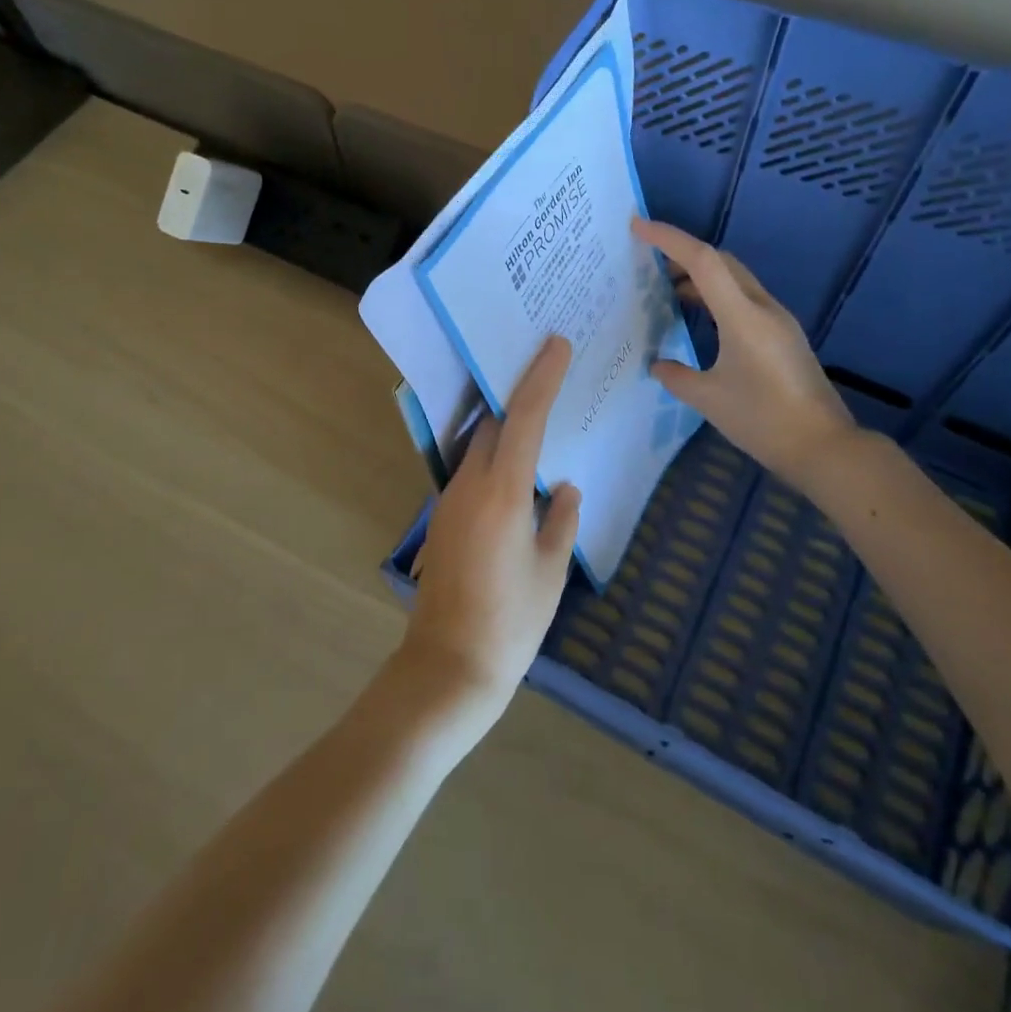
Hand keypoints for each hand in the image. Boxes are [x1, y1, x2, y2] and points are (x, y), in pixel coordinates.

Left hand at [400, 335, 581, 728]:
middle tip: (547, 369)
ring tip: (537, 409)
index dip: (541, 378)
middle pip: (493, 422)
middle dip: (518, 392)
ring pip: (478, 443)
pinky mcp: (444, 517)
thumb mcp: (550, 571)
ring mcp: (450, 500)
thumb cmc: (511, 622)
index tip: (556, 345)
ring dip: (503, 422)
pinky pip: (472, 468)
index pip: (523, 418)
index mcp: (503, 493)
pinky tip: (517, 464)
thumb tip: (566, 489)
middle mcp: (470, 485)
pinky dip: (494, 452)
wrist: (449, 666)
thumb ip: (561, 521)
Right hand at [633, 217, 856, 489]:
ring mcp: (778, 320)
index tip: (637, 227)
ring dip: (702, 277)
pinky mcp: (784, 336)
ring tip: (668, 293)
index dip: (668, 239)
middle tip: (649, 263)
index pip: (702, 261)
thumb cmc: (763, 421)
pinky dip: (718, 298)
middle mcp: (763, 308)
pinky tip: (701, 320)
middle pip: (721, 262)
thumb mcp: (709, 400)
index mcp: (742, 316)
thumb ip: (677, 376)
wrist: (825, 448)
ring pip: (735, 280)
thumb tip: (658, 364)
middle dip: (683, 255)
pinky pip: (744, 300)